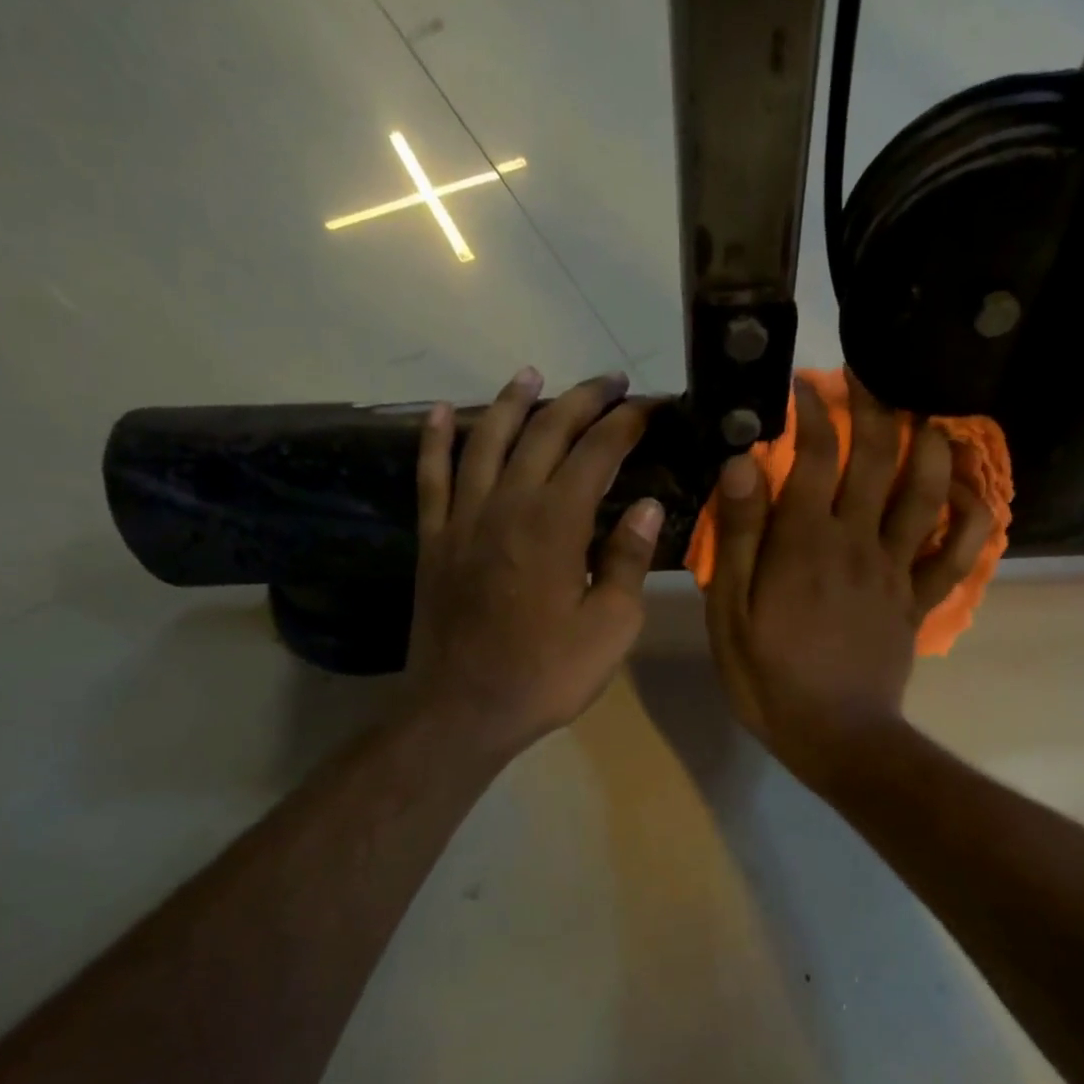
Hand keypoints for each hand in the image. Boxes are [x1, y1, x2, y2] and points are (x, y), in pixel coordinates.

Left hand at [401, 366, 661, 761]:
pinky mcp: (434, 539)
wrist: (464, 709)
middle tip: (611, 383)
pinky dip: (435, 439)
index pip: (598, 453)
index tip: (651, 407)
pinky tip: (438, 412)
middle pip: (544, 433)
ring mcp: (463, 518)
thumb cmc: (547, 675)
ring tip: (531, 374)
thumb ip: (627, 561)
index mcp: (557, 523)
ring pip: (486, 439)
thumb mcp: (610, 627)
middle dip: (582, 401)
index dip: (627, 424)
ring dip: (511, 401)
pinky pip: (431, 476)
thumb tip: (649, 507)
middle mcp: (508, 504)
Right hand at [704, 370, 992, 784]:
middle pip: (877, 458)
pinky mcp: (919, 601)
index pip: (812, 455)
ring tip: (924, 416)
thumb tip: (741, 463)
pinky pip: (958, 555)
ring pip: (926, 492)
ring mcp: (897, 570)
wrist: (835, 736)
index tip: (803, 387)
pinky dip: (974, 519)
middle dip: (873, 407)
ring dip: (930, 445)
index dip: (811, 411)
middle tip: (866, 378)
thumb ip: (738, 538)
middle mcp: (858, 541)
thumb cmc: (770, 679)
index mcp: (805, 541)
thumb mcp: (730, 614)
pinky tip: (972, 494)